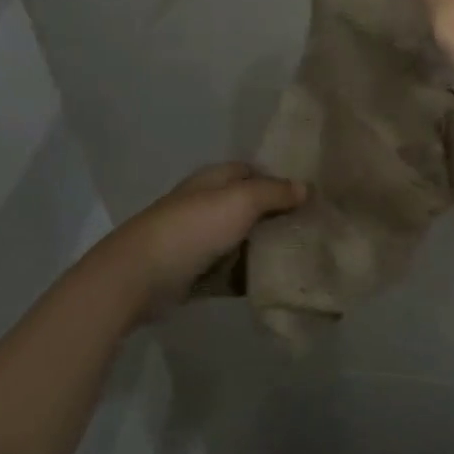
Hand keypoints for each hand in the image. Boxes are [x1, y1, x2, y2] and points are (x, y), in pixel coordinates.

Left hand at [86, 163, 305, 318]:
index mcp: (214, 180)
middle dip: (278, 216)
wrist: (139, 277)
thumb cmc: (193, 228)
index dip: (279, 180)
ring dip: (266, 248)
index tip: (311, 195)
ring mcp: (199, 240)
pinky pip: (232, 270)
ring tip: (304, 256)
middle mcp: (206, 205)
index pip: (253, 171)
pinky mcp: (196, 272)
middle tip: (315, 228)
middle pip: (250, 207)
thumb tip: (304, 187)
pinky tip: (276, 282)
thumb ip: (274, 193)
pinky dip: (250, 275)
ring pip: (242, 240)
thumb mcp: (240, 201)